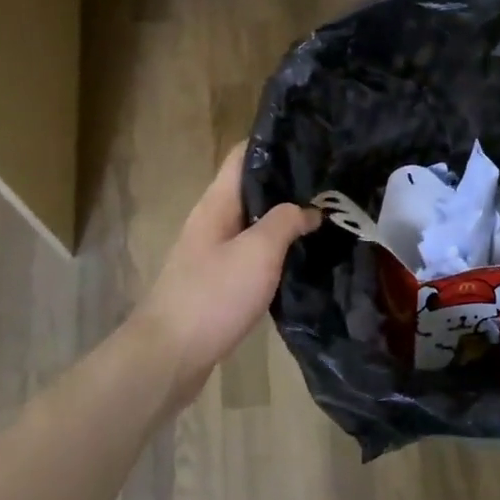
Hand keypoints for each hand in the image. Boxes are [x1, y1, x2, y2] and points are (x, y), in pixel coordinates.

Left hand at [132, 145, 319, 404]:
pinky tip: (300, 258)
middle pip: (251, 189)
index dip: (275, 143)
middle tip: (331, 183)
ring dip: (283, 219)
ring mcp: (211, 253)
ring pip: (253, 223)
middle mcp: (212, 221)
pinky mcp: (216, 283)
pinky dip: (275, 251)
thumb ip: (286, 222)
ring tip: (324, 215)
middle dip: (288, 184)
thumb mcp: (258, 252)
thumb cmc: (213, 296)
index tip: (313, 141)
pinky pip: (251, 254)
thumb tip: (309, 208)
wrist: (168, 358)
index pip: (244, 156)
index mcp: (217, 203)